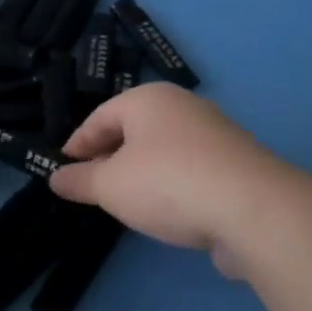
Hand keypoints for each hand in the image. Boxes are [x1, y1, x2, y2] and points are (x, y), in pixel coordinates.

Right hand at [49, 83, 279, 257]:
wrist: (255, 210)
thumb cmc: (168, 183)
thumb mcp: (110, 186)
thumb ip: (80, 181)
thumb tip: (56, 178)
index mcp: (148, 99)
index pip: (100, 117)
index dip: (77, 144)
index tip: (63, 168)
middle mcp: (182, 107)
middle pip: (133, 130)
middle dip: (108, 157)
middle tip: (90, 185)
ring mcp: (215, 135)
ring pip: (162, 150)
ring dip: (140, 172)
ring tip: (125, 201)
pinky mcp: (237, 165)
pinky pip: (189, 169)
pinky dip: (170, 184)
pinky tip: (165, 211)